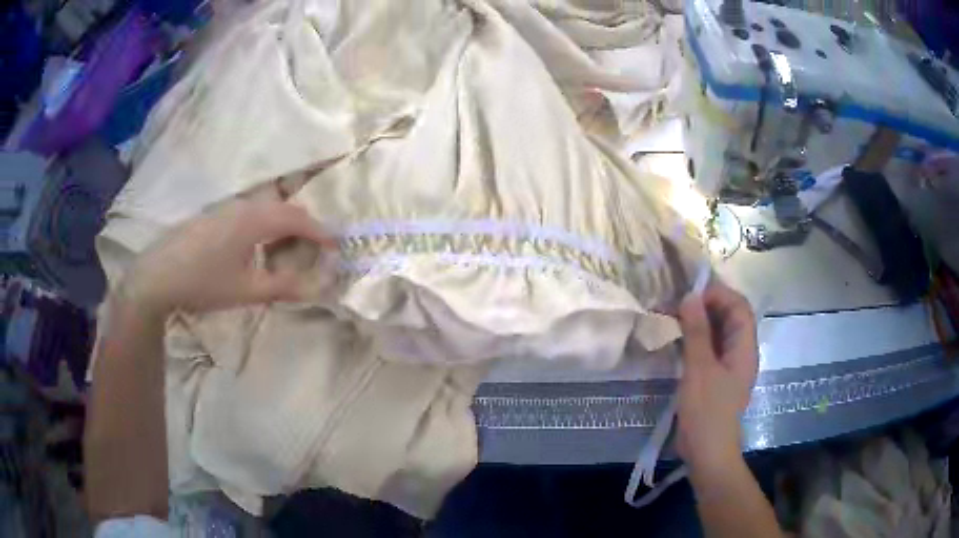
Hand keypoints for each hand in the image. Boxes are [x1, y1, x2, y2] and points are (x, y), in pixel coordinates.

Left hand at [120, 196, 334, 316]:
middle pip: (284, 209)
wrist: (157, 276)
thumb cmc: (204, 282)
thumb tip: (318, 288)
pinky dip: (263, 229)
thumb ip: (283, 286)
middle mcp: (244, 205)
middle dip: (303, 229)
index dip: (320, 233)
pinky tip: (254, 252)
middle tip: (311, 255)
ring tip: (283, 256)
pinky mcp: (213, 216)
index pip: (298, 218)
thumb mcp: (246, 290)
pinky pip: (249, 215)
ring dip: (281, 229)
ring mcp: (226, 208)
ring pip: (266, 211)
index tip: (336, 247)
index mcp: (255, 219)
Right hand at [675, 282, 757, 474]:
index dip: (718, 295)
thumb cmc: (707, 411)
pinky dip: (695, 339)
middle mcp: (740, 351)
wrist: (707, 452)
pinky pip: (709, 349)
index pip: (739, 306)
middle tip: (676, 305)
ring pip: (717, 332)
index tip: (690, 295)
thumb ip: (697, 332)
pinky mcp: (716, 377)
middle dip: (705, 306)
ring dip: (698, 322)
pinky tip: (677, 340)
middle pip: (729, 317)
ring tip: (673, 318)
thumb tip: (690, 296)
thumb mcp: (700, 369)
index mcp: (744, 347)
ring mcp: (728, 365)